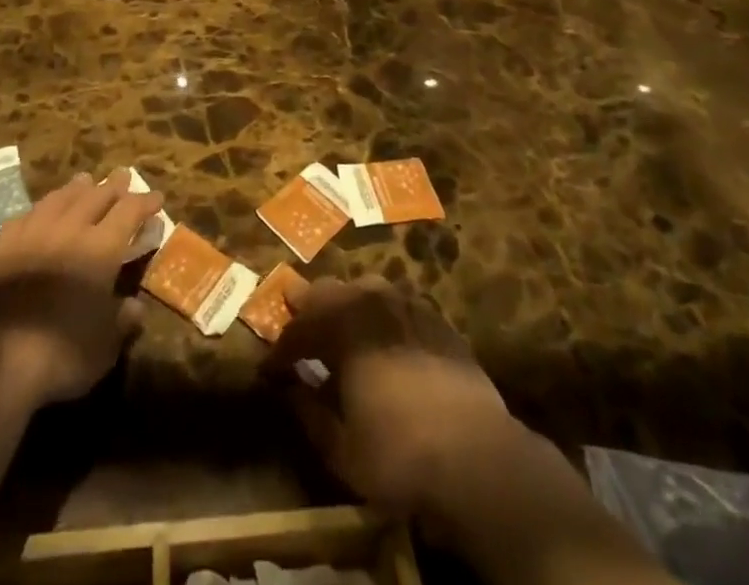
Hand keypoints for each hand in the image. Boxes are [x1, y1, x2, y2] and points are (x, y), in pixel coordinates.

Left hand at [0, 169, 162, 411]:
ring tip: (85, 180)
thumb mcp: (103, 349)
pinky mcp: (0, 246)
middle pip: (95, 196)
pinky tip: (40, 211)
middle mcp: (68, 230)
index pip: (129, 212)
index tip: (156, 197)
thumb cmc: (57, 356)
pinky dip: (41, 209)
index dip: (144, 202)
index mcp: (100, 249)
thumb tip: (136, 308)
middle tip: (123, 176)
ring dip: (76, 188)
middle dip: (112, 185)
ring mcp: (31, 233)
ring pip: (59, 198)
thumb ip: (121, 323)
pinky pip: (26, 216)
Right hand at [268, 280, 518, 518]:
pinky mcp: (438, 319)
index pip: (298, 329)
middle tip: (302, 341)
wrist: (479, 458)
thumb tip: (290, 389)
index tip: (268, 371)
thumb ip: (309, 413)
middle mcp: (372, 301)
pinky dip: (382, 320)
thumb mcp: (341, 449)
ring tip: (342, 336)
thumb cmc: (400, 455)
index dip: (280, 351)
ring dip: (347, 309)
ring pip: (366, 289)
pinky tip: (385, 344)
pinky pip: (398, 306)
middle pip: (329, 292)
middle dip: (310, 314)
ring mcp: (409, 304)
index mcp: (342, 326)